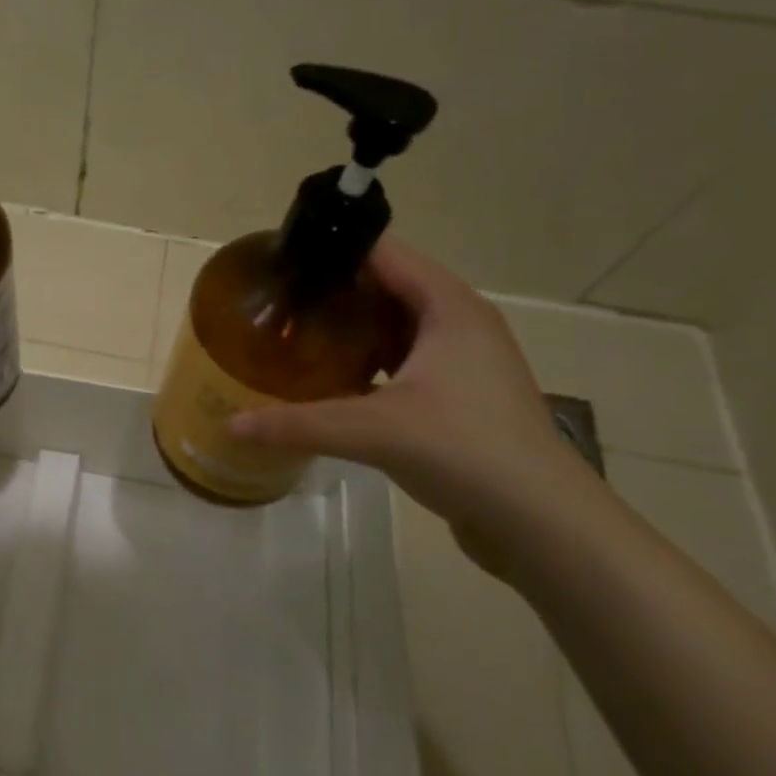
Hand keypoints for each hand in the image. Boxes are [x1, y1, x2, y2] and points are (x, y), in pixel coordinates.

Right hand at [231, 237, 600, 555]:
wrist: (543, 524)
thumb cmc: (465, 451)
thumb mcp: (373, 431)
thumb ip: (298, 424)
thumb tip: (232, 424)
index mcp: (449, 308)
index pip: (384, 254)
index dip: (334, 250)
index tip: (284, 259)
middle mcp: (460, 323)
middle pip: (389, 287)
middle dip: (336, 291)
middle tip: (281, 300)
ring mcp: (465, 362)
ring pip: (397, 326)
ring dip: (354, 328)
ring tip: (299, 334)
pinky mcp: (462, 397)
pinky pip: (406, 360)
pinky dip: (371, 361)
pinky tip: (334, 380)